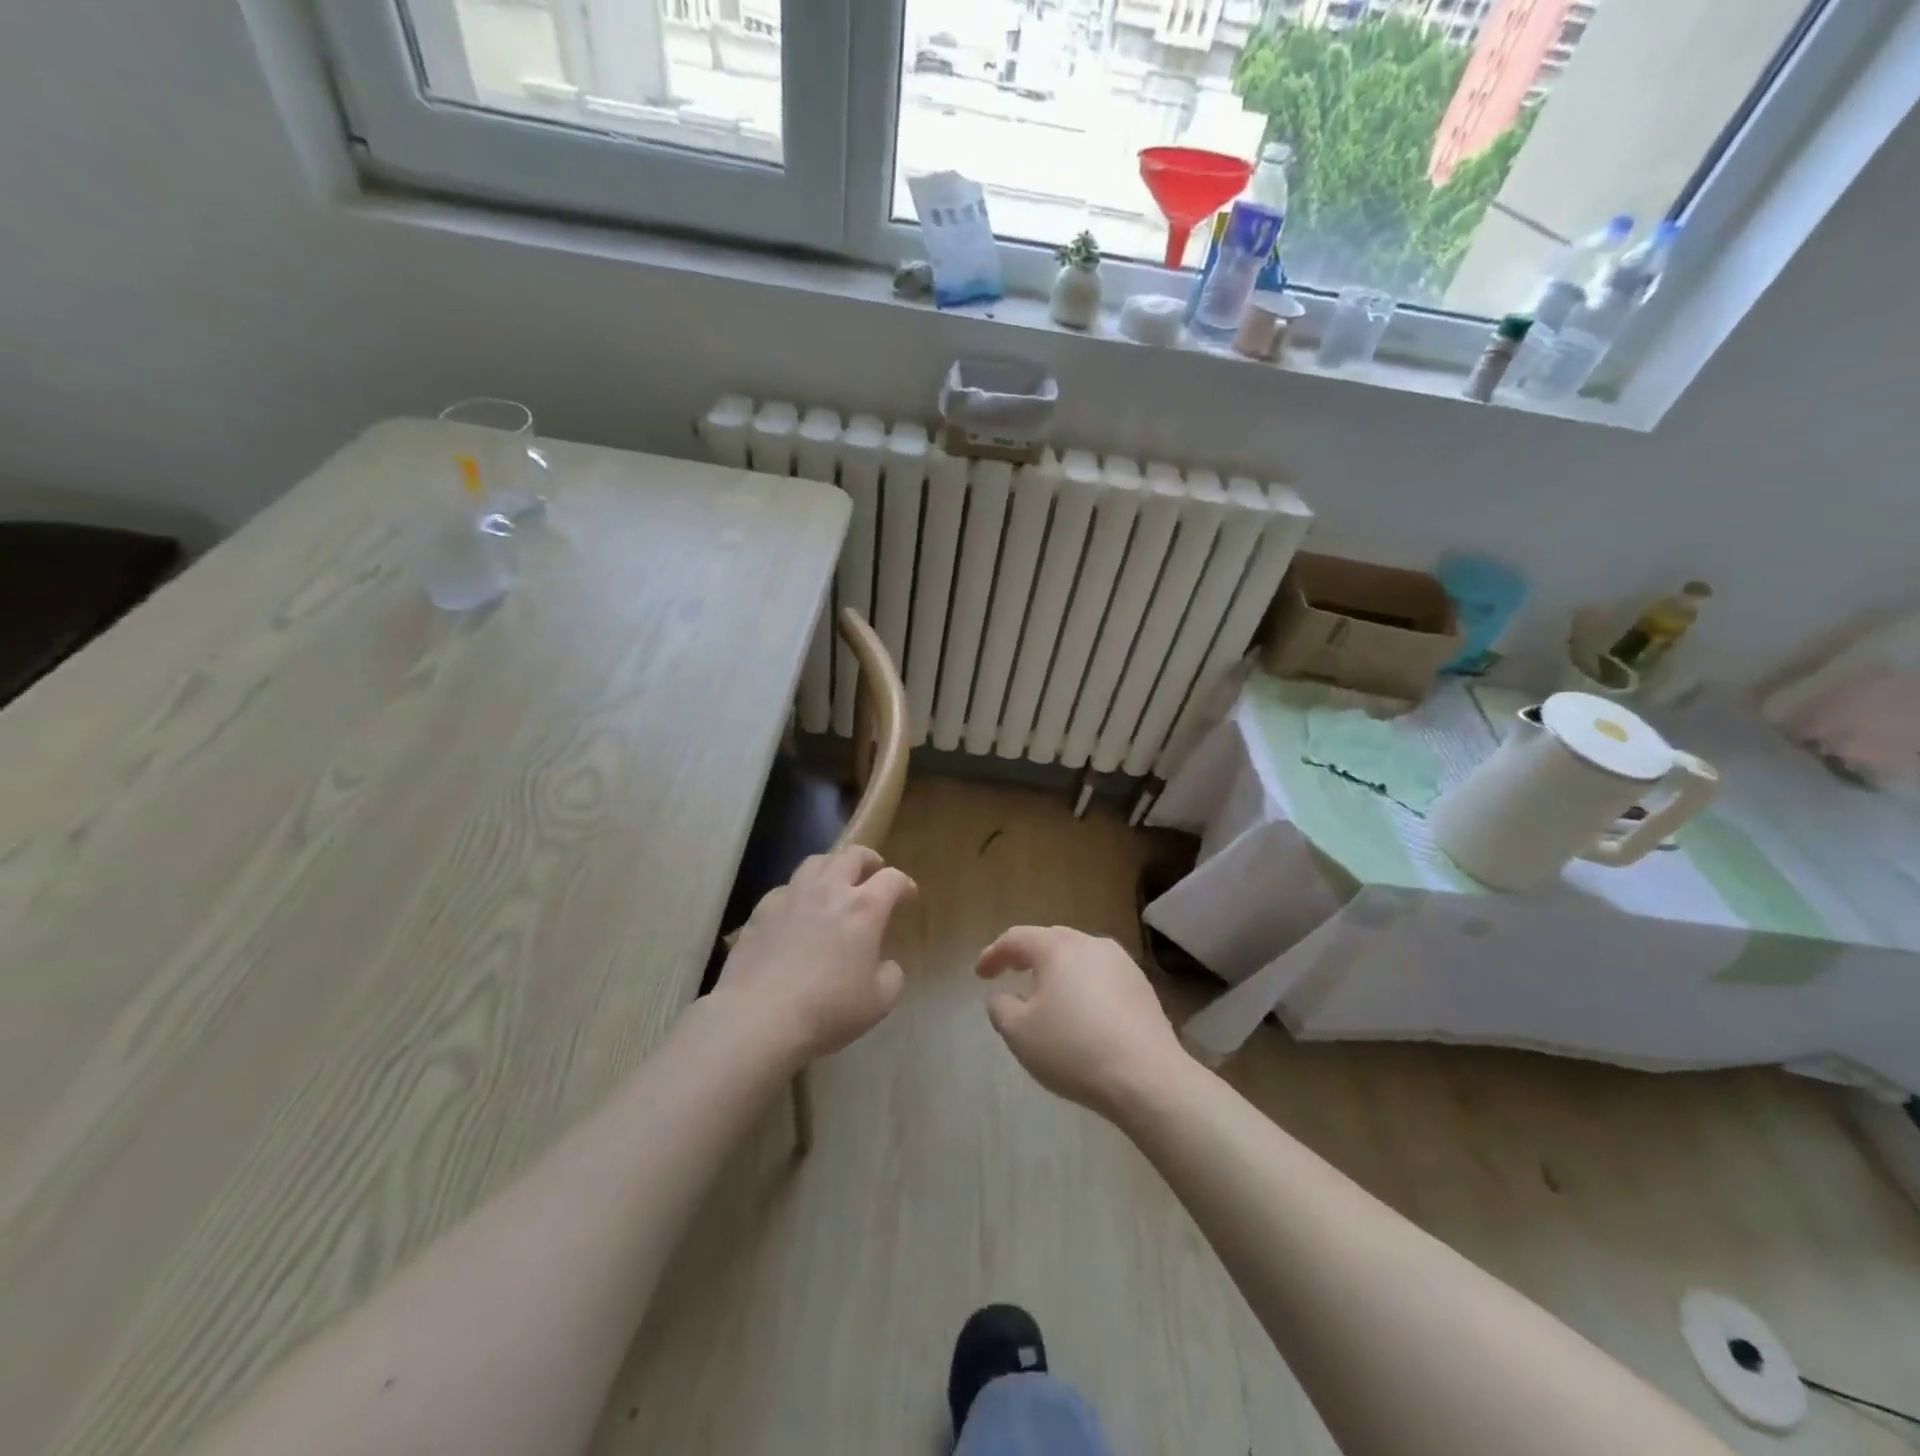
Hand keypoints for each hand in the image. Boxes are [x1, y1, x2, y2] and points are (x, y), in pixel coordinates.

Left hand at [715, 847, 916, 1066]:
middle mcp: (830, 890)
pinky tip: (797, 910)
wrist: (759, 1017)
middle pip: (852, 855)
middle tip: (873, 872)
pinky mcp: (762, 910)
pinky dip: (799, 891)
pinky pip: (786, 887)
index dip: (904, 884)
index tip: (908, 895)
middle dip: (869, 860)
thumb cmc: (827, 1010)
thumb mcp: (879, 1002)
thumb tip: (885, 964)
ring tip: (835, 881)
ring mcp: (792, 896)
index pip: (892, 879)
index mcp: (864, 908)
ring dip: (833, 866)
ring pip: (816, 862)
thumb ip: (891, 975)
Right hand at [975, 925, 1188, 1116]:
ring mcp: (1122, 963)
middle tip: (1010, 972)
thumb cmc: (1074, 1050)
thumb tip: (1002, 995)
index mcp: (1057, 948)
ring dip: (1058, 971)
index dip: (993, 954)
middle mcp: (1091, 944)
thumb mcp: (1019, 1034)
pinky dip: (1083, 986)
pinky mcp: (1142, 986)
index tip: (980, 974)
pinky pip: (1101, 976)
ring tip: (1046, 993)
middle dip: (1027, 956)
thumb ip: (1001, 1008)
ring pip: (1079, 957)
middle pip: (1050, 941)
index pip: (1016, 939)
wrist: (1147, 1078)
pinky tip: (1082, 1011)